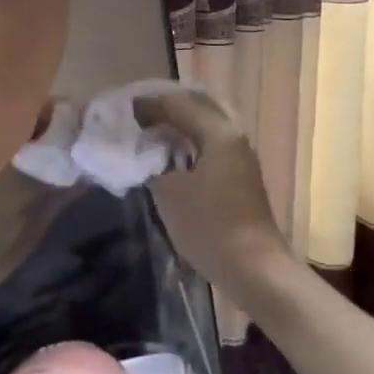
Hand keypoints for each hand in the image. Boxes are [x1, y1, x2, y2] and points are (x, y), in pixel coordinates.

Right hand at [136, 84, 294, 294]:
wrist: (254, 270)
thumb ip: (149, 163)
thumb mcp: (168, 192)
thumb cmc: (210, 226)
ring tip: (146, 135)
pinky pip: (208, 147)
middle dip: (164, 110)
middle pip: (195, 109)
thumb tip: (140, 152)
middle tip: (135, 117)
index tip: (119, 111)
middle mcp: (233, 136)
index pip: (176, 104)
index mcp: (218, 132)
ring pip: (204, 128)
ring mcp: (239, 158)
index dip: (146, 105)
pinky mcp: (239, 178)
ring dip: (176, 128)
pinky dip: (187, 145)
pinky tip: (168, 158)